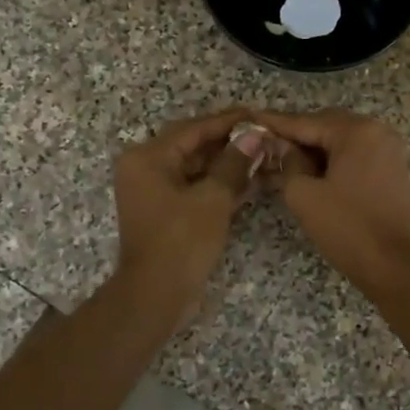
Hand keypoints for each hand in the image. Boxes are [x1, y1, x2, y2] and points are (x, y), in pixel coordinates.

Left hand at [111, 109, 256, 316]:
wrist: (157, 295)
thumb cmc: (181, 241)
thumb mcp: (213, 198)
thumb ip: (234, 163)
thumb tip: (255, 136)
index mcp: (147, 158)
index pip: (193, 129)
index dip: (227, 121)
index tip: (257, 115)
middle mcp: (146, 169)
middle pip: (193, 147)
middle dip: (229, 143)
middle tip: (264, 136)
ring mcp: (155, 193)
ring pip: (196, 169)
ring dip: (227, 165)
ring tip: (263, 157)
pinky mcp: (167, 213)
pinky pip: (195, 189)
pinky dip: (219, 185)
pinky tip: (251, 181)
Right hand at [252, 110, 409, 288]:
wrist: (394, 265)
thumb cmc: (346, 228)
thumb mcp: (304, 194)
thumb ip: (288, 162)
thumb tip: (282, 147)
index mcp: (357, 131)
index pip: (306, 121)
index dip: (275, 124)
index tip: (250, 120)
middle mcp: (377, 131)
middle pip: (326, 126)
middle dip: (296, 136)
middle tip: (265, 146)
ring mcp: (389, 150)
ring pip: (341, 141)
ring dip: (314, 150)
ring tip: (283, 162)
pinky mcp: (392, 170)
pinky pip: (355, 156)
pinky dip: (332, 161)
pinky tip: (310, 173)